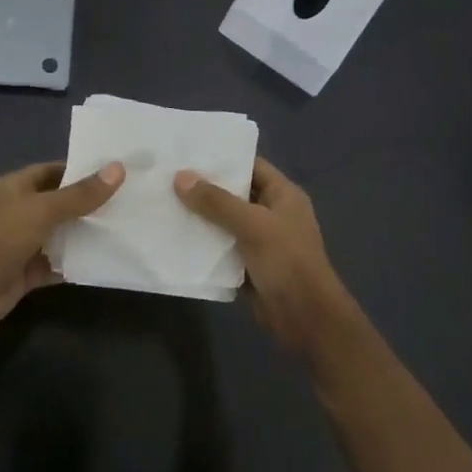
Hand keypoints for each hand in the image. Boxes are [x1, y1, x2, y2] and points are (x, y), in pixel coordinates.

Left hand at [0, 160, 123, 344]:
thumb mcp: (42, 210)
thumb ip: (80, 195)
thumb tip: (118, 169)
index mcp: (15, 187)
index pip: (53, 172)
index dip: (81, 171)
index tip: (115, 173)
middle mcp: (18, 212)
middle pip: (59, 204)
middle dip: (89, 204)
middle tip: (128, 202)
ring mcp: (21, 244)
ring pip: (59, 235)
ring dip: (85, 235)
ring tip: (125, 228)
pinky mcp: (26, 273)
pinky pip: (56, 264)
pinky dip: (75, 263)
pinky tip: (104, 261)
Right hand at [174, 157, 354, 354]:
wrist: (306, 317)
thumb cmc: (287, 261)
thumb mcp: (252, 225)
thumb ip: (216, 201)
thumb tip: (180, 177)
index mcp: (284, 196)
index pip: (252, 167)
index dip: (223, 160)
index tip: (188, 154)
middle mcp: (274, 214)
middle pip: (236, 195)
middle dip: (205, 190)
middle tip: (167, 180)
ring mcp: (263, 242)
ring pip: (227, 224)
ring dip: (202, 219)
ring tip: (165, 206)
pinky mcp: (251, 267)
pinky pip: (224, 250)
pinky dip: (206, 247)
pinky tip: (177, 240)